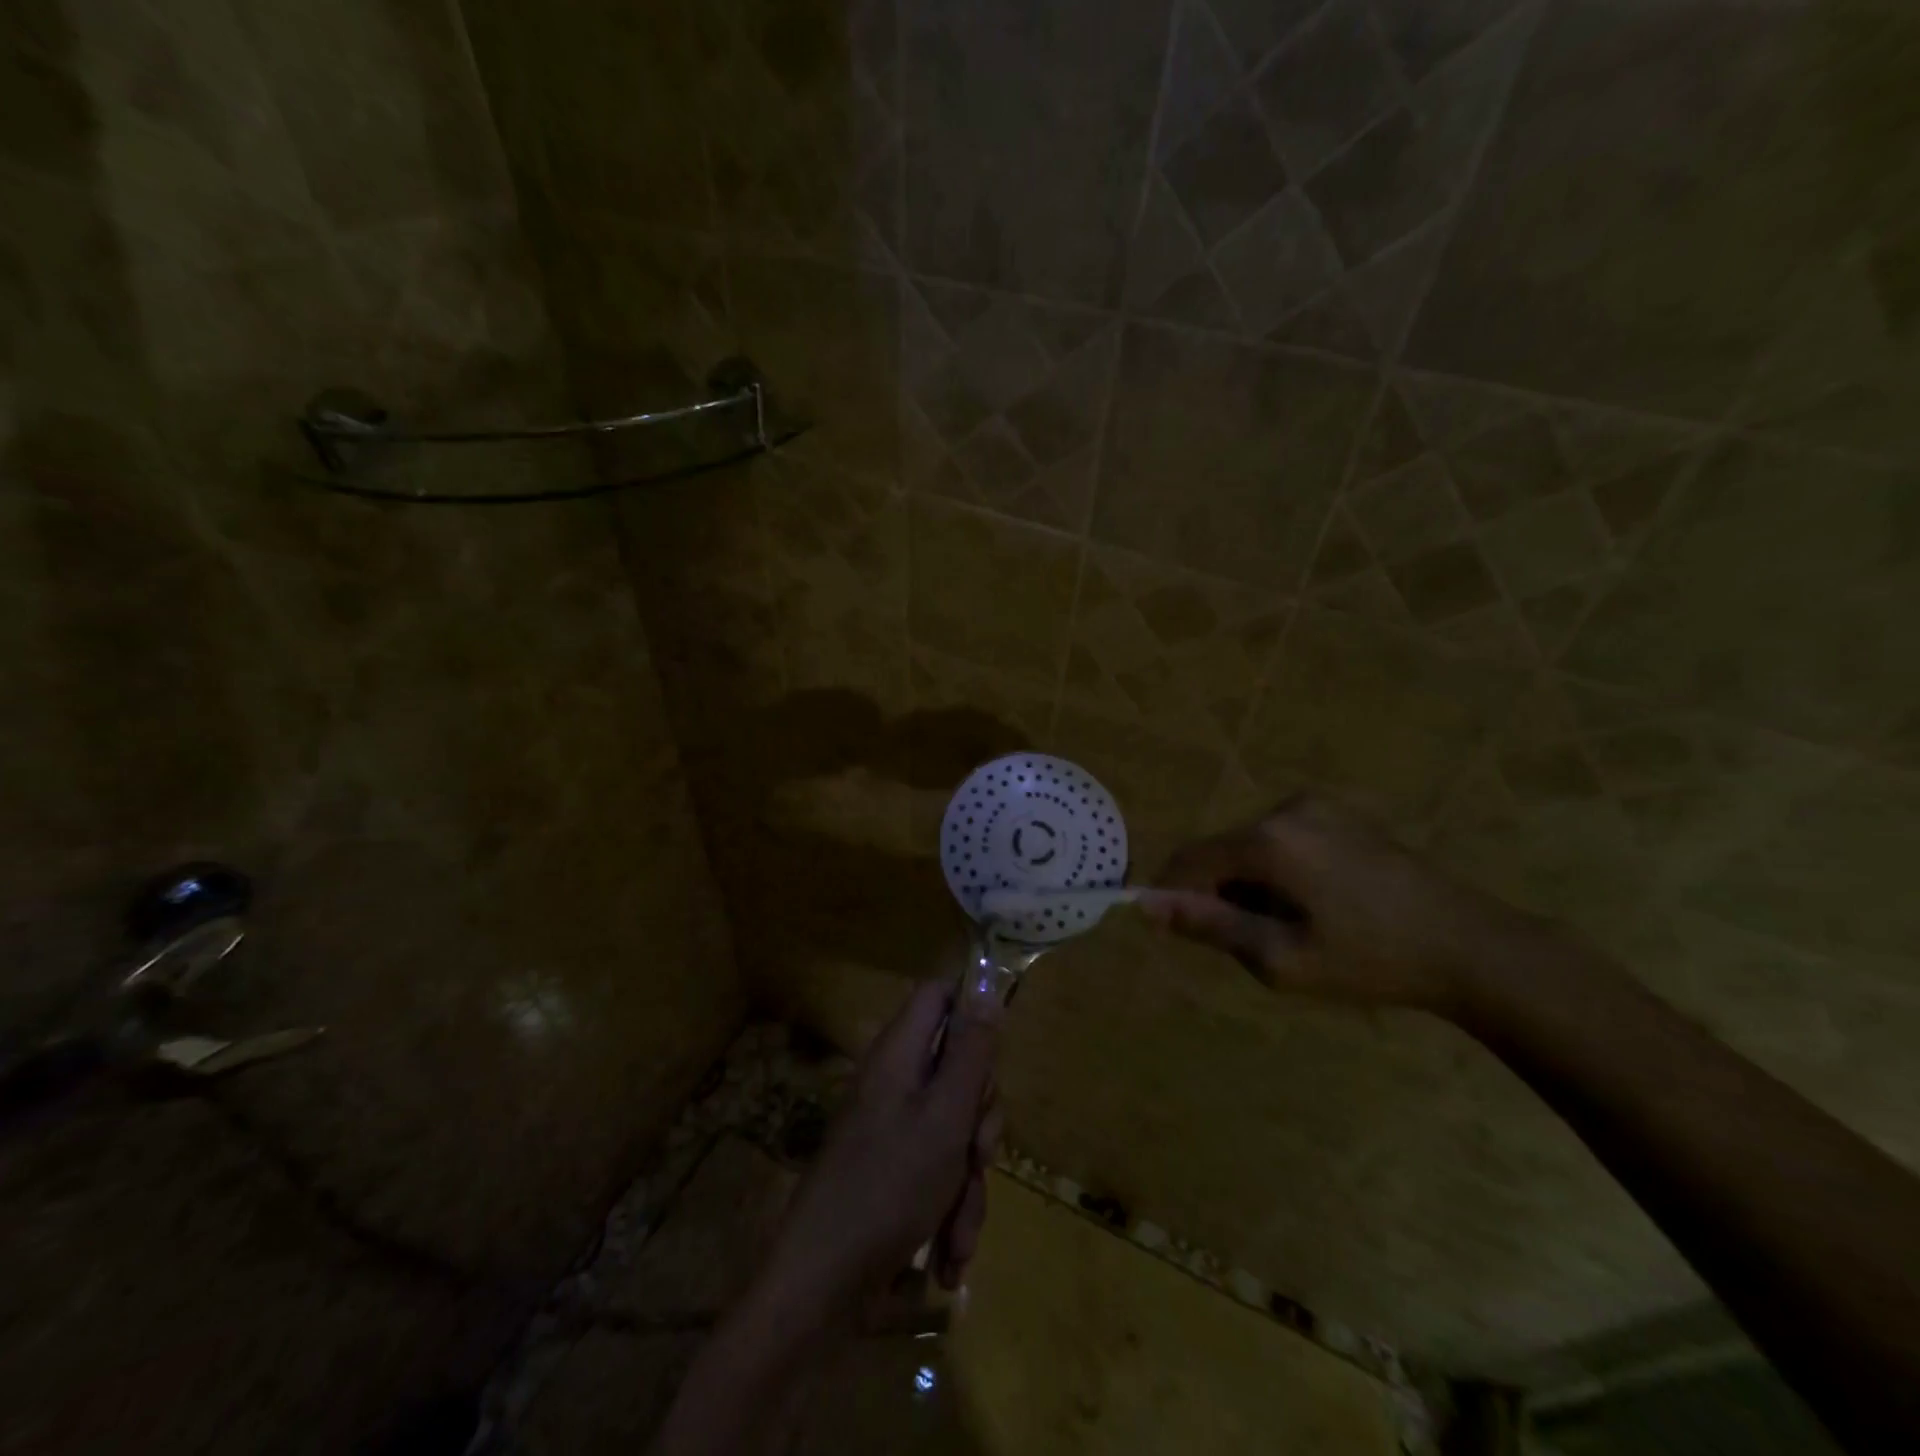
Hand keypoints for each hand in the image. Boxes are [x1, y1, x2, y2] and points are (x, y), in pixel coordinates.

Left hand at [760, 975, 1003, 1319]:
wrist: (822, 1285)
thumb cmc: (889, 1186)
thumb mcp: (946, 1115)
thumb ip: (971, 1053)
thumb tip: (986, 990)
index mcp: (900, 1053)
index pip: (939, 996)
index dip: (971, 1010)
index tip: (995, 1054)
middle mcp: (896, 1082)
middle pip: (958, 1069)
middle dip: (980, 1120)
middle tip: (979, 1155)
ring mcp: (894, 1128)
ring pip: (956, 1129)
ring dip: (968, 1182)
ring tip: (959, 1235)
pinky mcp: (895, 1171)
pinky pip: (939, 1171)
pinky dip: (950, 1210)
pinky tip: (949, 1256)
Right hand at [1139, 793, 1538, 1012]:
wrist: (1472, 947)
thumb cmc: (1371, 960)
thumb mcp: (1280, 957)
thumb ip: (1208, 925)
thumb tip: (1147, 904)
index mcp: (1269, 840)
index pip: (1191, 858)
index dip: (1171, 893)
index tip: (1171, 930)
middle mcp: (1286, 809)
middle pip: (1222, 851)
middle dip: (1219, 894)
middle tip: (1252, 944)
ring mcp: (1318, 806)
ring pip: (1251, 846)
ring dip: (1249, 884)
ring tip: (1290, 928)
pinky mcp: (1341, 813)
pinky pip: (1283, 839)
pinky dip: (1277, 871)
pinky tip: (1315, 905)